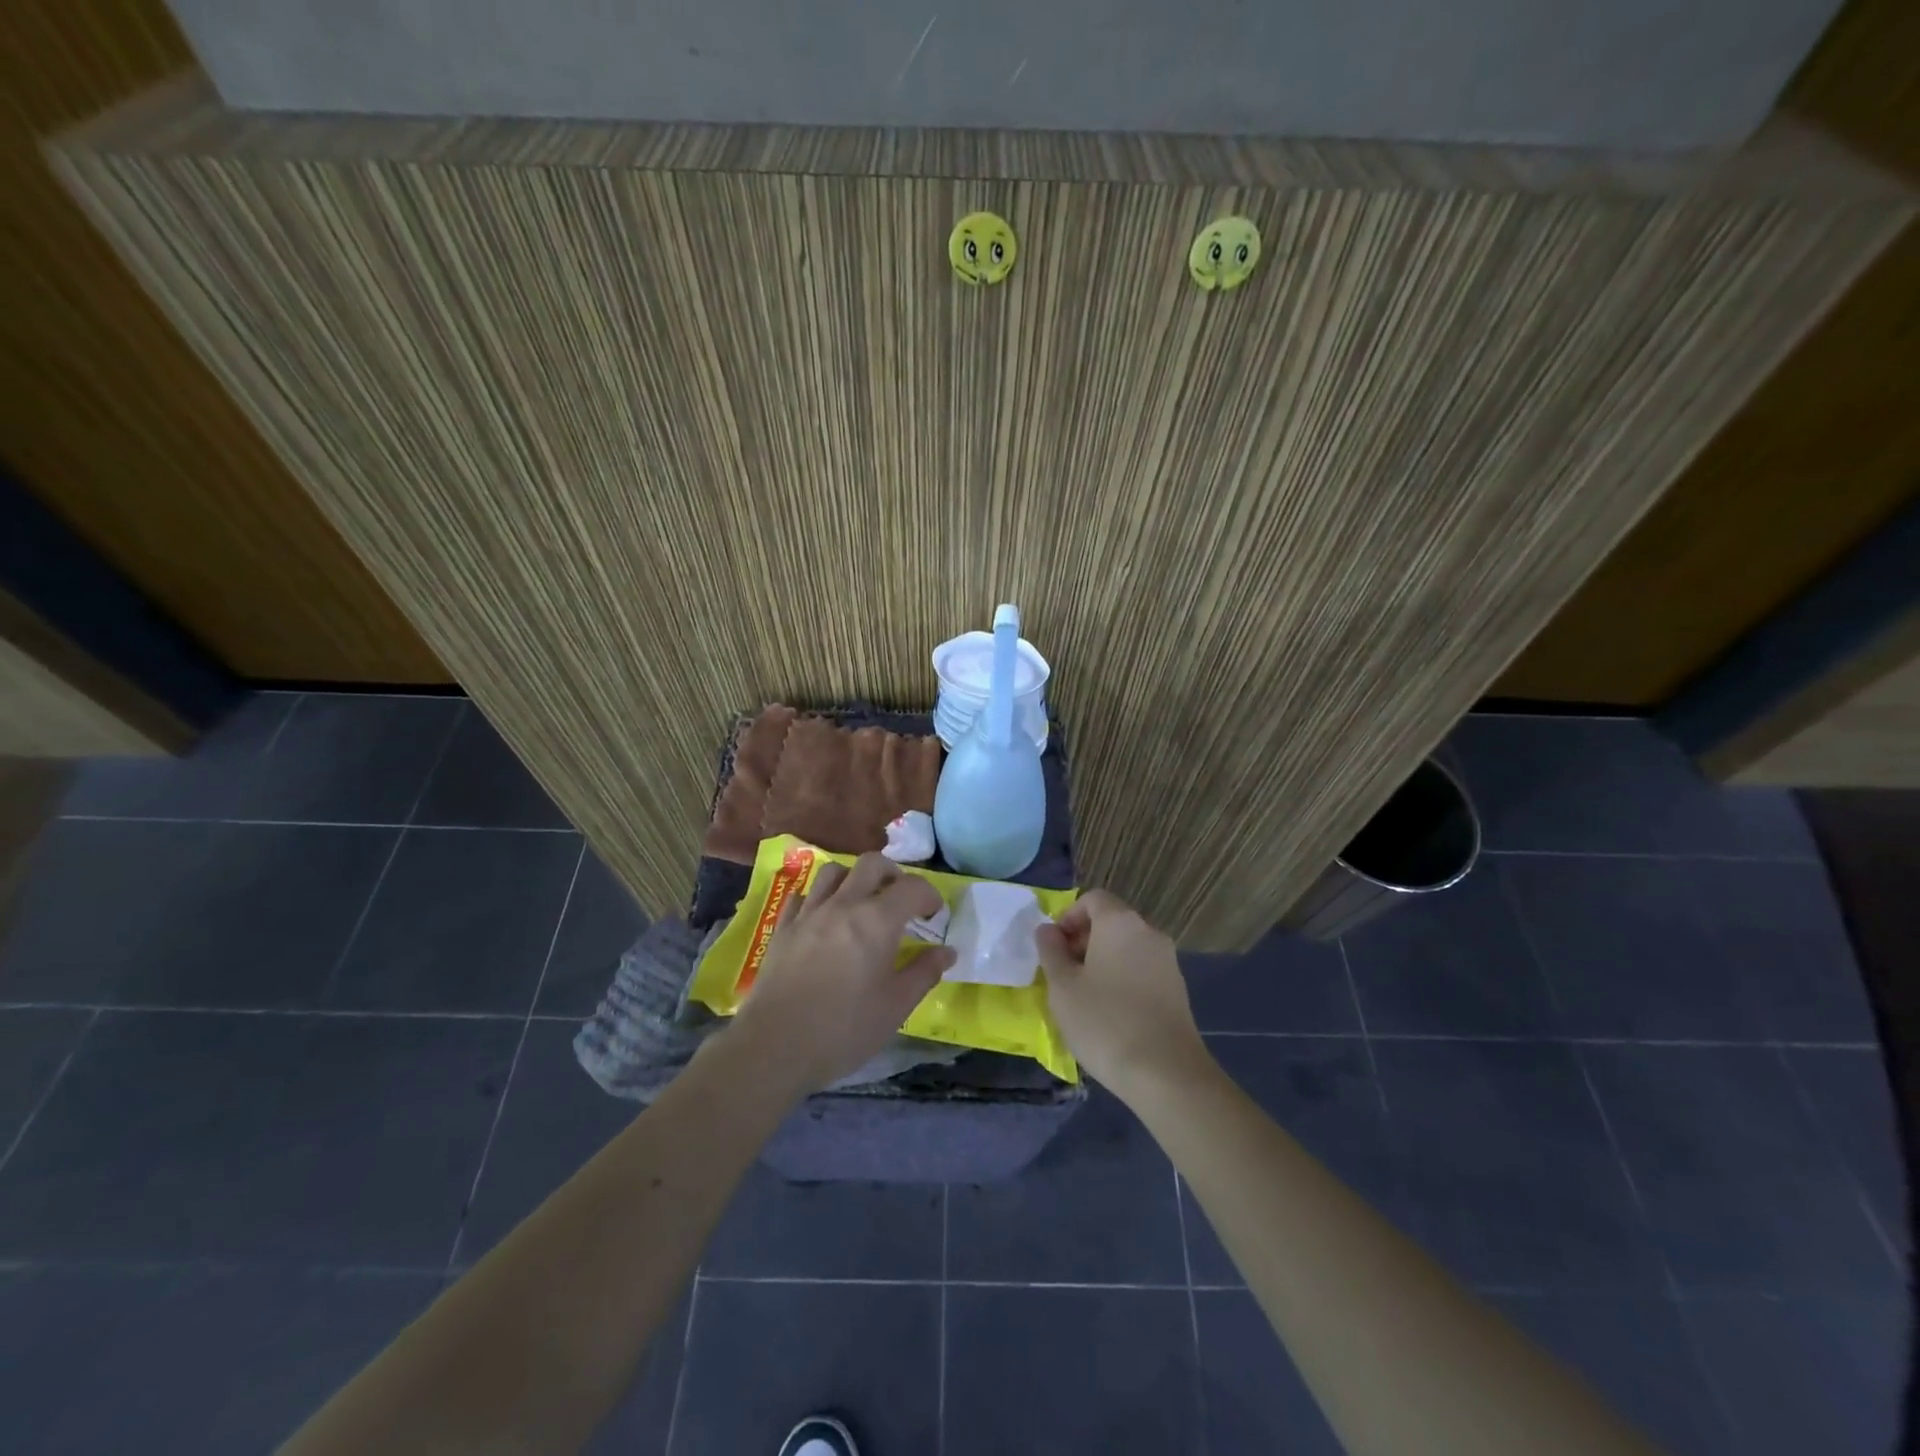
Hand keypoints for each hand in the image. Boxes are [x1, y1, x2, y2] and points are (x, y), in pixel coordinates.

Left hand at [728, 853, 955, 1095]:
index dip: (929, 895)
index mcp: (877, 921)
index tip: (934, 915)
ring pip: (833, 872)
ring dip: (854, 878)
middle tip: (900, 901)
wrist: (775, 1046)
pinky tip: (824, 918)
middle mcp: (843, 905)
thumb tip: (946, 951)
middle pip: (871, 864)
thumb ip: (924, 973)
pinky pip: (802, 895)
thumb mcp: (895, 1007)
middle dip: (893, 874)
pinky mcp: (782, 928)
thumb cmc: (844, 1030)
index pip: (911, 887)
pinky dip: (818, 897)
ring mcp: (808, 913)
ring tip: (862, 903)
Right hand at [1036, 890, 1211, 1102]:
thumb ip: (1051, 951)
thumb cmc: (1104, 1022)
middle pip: (1111, 921)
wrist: (1166, 1074)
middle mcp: (1148, 933)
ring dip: (1101, 961)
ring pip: (1126, 948)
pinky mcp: (1177, 989)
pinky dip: (1121, 979)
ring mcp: (1167, 961)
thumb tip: (1048, 930)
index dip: (1068, 917)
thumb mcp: (1063, 987)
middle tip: (1062, 974)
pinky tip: (1109, 1014)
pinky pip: (1141, 970)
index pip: (1092, 899)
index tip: (1053, 947)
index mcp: (1120, 922)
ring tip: (1083, 997)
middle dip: (1082, 940)